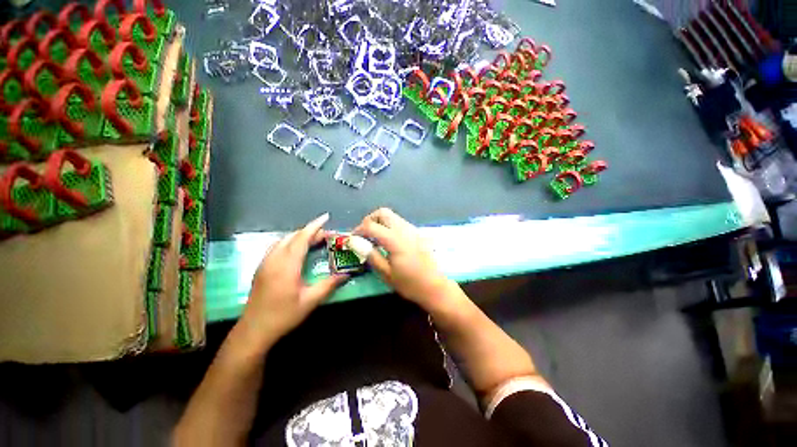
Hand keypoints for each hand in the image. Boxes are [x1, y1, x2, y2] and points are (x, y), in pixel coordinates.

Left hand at [239, 213, 347, 348]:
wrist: (254, 330)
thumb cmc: (283, 315)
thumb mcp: (310, 301)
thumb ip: (329, 284)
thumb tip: (347, 274)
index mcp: (287, 265)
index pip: (302, 238)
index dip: (315, 226)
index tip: (326, 217)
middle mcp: (274, 259)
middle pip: (293, 237)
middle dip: (311, 231)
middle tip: (327, 235)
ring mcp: (265, 262)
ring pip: (283, 240)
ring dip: (300, 236)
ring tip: (315, 240)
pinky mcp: (261, 267)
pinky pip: (277, 246)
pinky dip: (290, 242)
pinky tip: (297, 249)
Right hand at [354, 208, 453, 307]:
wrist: (434, 286)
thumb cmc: (409, 283)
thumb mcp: (386, 273)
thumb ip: (371, 255)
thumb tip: (355, 242)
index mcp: (395, 240)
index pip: (371, 226)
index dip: (358, 230)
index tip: (353, 239)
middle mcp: (404, 230)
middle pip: (383, 213)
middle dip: (370, 220)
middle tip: (364, 234)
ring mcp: (412, 230)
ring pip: (392, 216)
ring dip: (380, 222)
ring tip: (374, 238)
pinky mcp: (417, 233)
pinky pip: (400, 222)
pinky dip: (389, 226)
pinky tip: (388, 241)